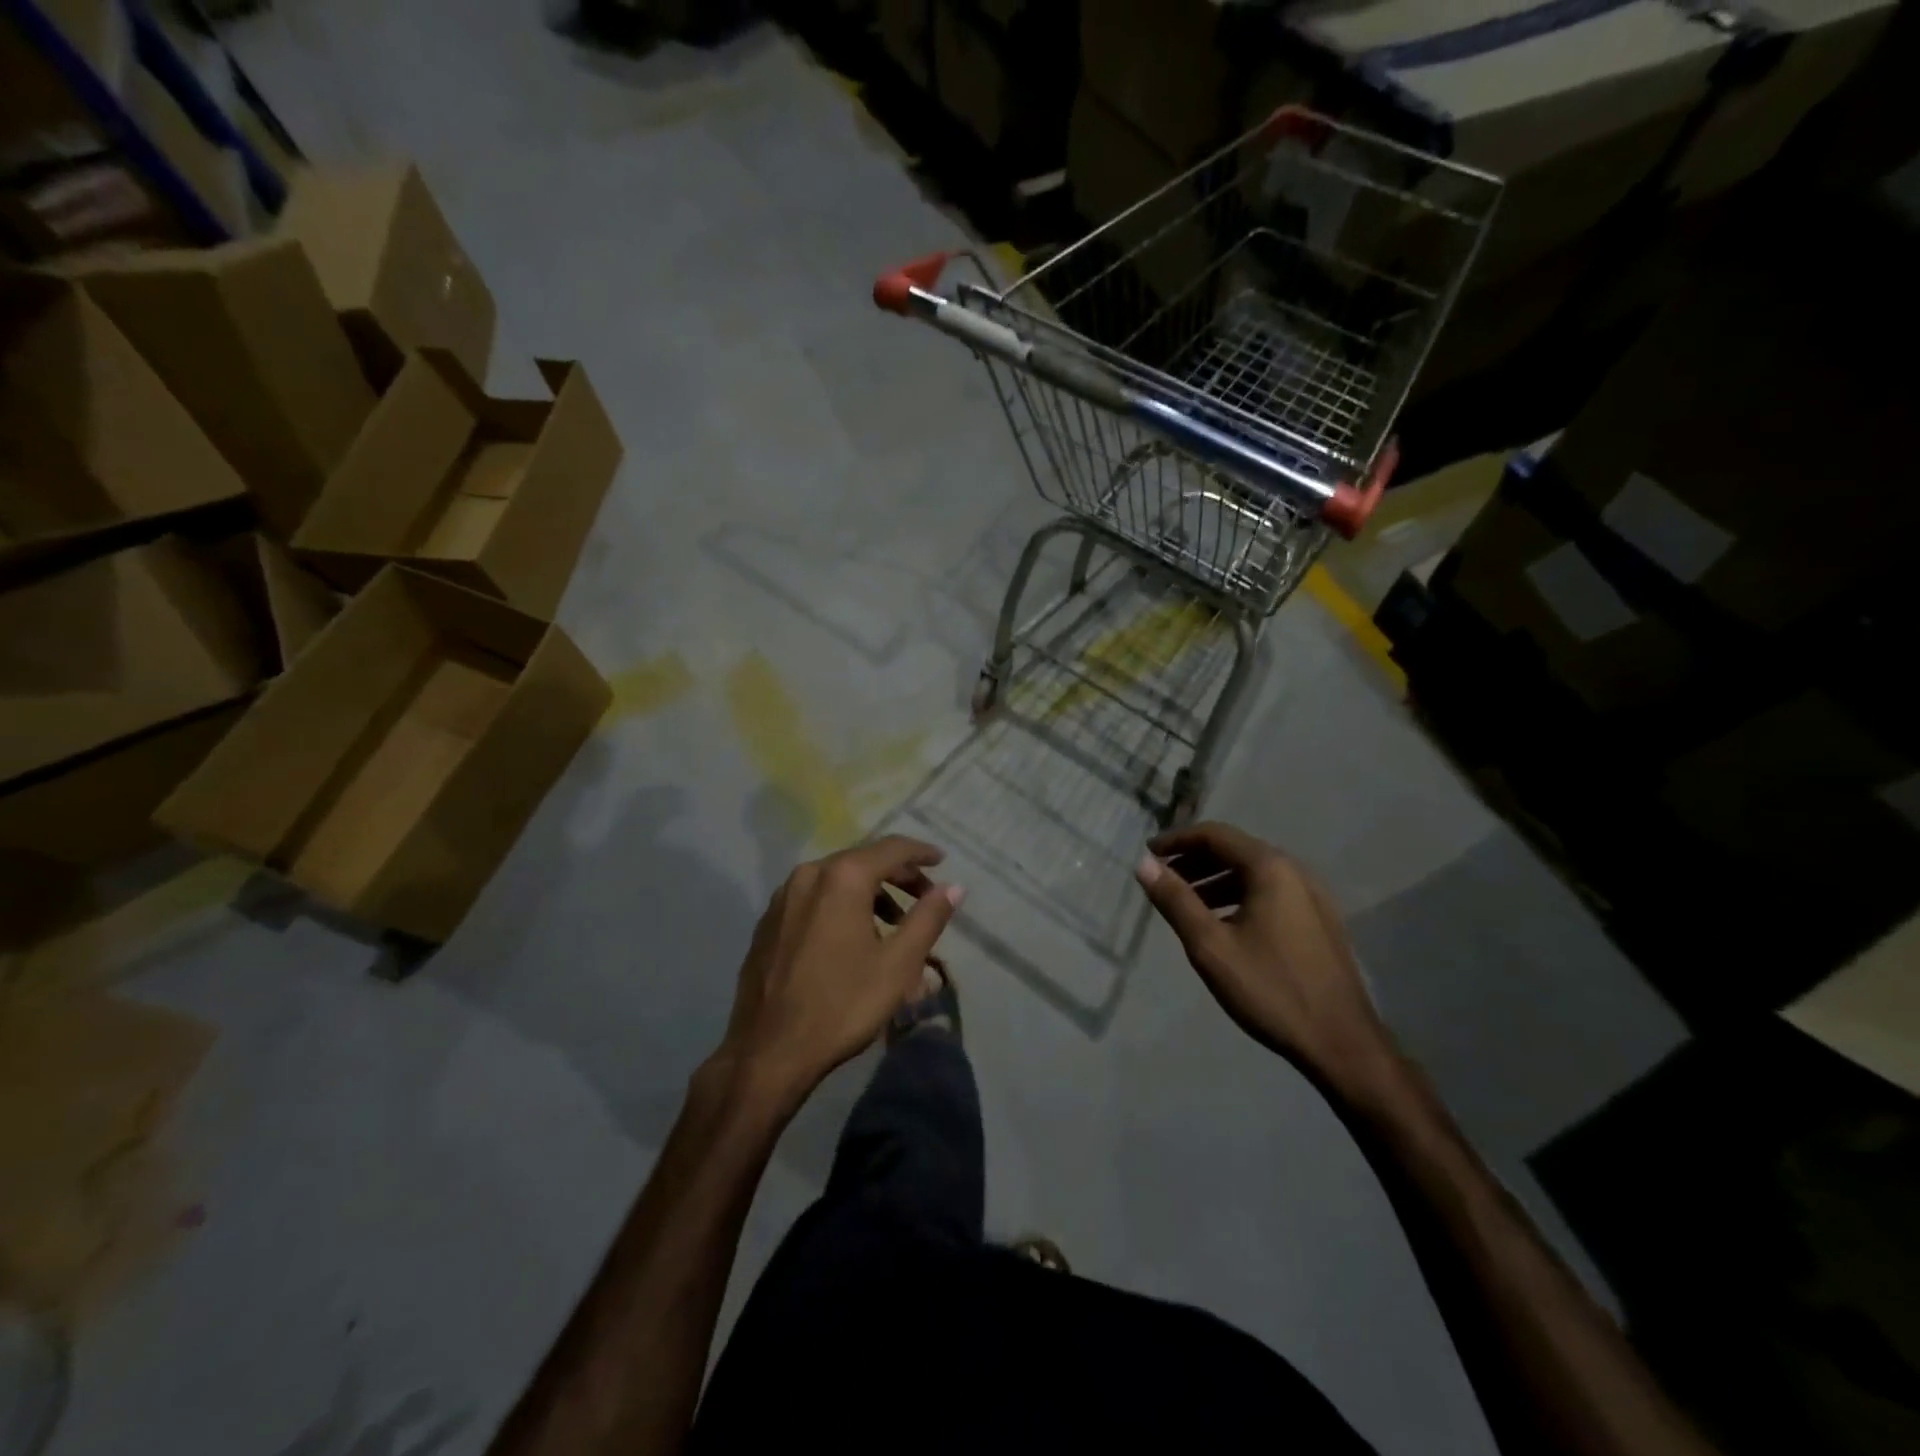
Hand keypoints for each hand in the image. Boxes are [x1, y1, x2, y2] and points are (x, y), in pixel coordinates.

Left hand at [715, 836, 961, 1102]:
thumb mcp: (898, 964)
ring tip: (893, 923)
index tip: (941, 860)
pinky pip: (814, 898)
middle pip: (862, 860)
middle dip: (897, 874)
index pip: (891, 848)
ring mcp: (783, 897)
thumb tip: (954, 887)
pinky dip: (841, 905)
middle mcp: (809, 874)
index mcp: (842, 877)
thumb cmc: (842, 1004)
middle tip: (924, 896)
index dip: (920, 853)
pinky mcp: (769, 921)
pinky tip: (852, 936)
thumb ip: (928, 918)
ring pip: (837, 879)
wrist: (769, 1050)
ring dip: (870, 892)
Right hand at [1136, 822, 1393, 1094]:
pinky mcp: (1319, 921)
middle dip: (1195, 860)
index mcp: (1270, 868)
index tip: (1148, 855)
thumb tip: (1144, 864)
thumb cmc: (1270, 989)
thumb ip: (1175, 900)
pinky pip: (1270, 893)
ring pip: (1253, 873)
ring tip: (1187, 904)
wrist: (1341, 1043)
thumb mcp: (1211, 946)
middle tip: (1163, 879)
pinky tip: (1224, 924)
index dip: (1177, 840)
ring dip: (1216, 880)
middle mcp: (1295, 872)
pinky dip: (1239, 896)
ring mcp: (1312, 897)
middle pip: (1235, 850)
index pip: (1215, 835)